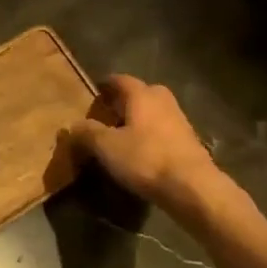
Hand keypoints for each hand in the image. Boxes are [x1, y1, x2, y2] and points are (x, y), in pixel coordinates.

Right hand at [66, 74, 219, 208]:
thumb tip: (73, 126)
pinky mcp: (189, 141)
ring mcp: (179, 120)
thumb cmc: (146, 159)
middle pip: (140, 93)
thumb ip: (88, 133)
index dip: (105, 86)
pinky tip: (142, 152)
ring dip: (139, 120)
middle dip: (124, 101)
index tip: (94, 93)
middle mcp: (163, 100)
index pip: (120, 80)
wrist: (193, 187)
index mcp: (142, 94)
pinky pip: (163, 130)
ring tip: (122, 136)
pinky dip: (151, 135)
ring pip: (154, 112)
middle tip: (107, 115)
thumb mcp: (107, 147)